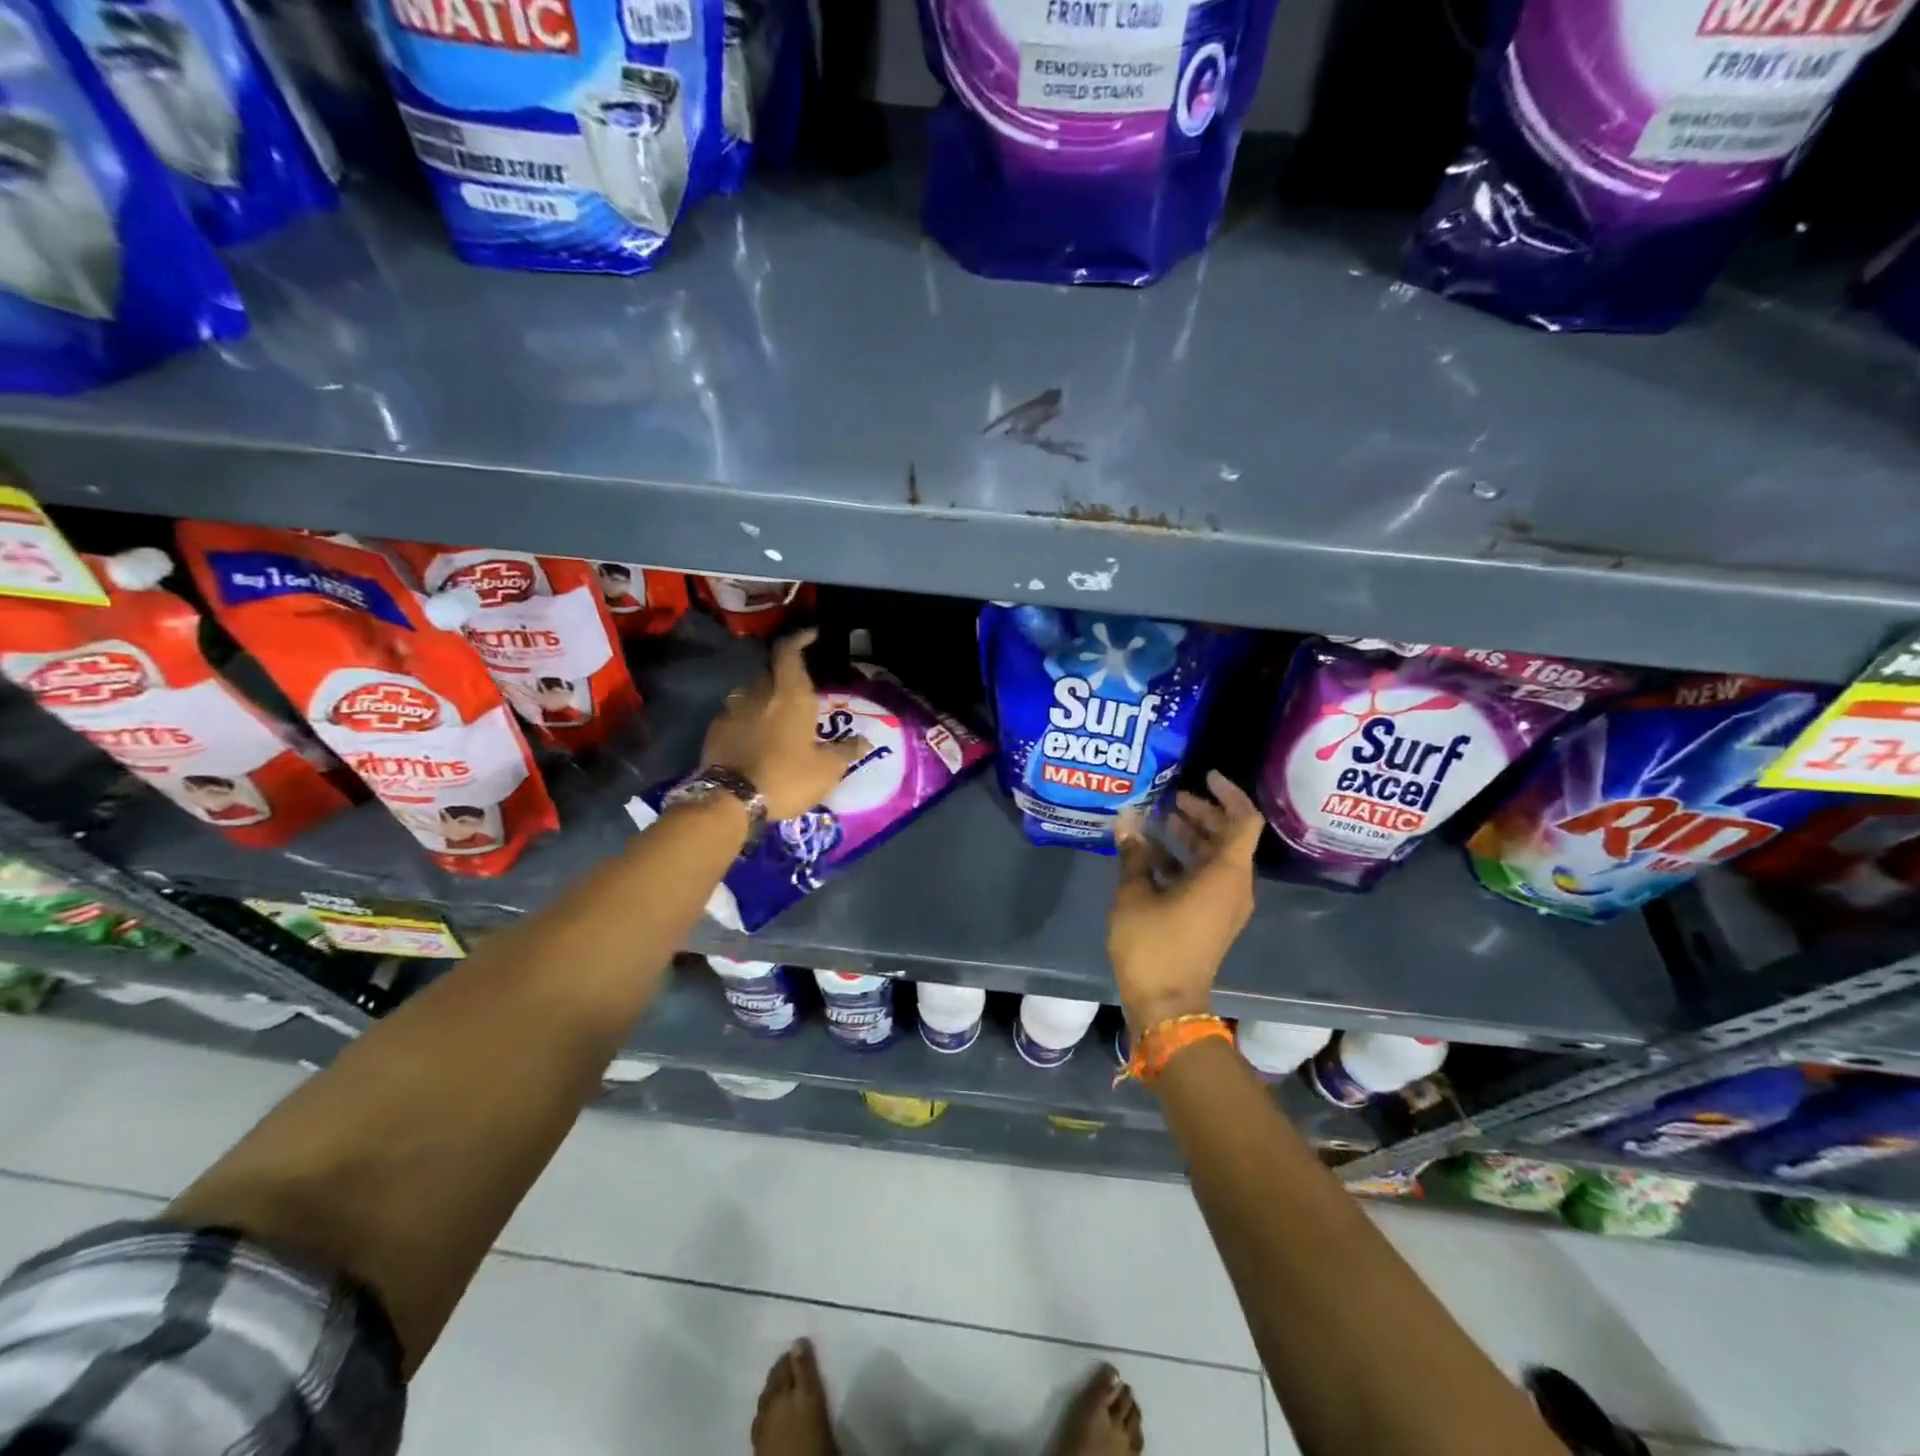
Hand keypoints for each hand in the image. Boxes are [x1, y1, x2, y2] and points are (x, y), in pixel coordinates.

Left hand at [701, 629, 869, 821]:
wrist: (729, 801)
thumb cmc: (786, 778)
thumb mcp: (827, 770)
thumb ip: (845, 751)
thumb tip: (864, 740)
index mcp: (790, 695)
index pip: (789, 652)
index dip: (799, 639)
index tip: (811, 635)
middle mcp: (759, 693)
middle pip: (772, 672)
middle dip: (785, 676)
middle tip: (801, 692)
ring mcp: (733, 709)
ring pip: (753, 692)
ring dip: (766, 698)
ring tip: (778, 717)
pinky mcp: (715, 728)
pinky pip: (736, 713)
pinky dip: (748, 718)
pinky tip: (756, 737)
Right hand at [1107, 771, 1263, 1029]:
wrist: (1167, 1005)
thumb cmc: (1154, 945)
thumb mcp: (1135, 894)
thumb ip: (1134, 854)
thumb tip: (1127, 821)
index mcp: (1225, 874)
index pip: (1244, 820)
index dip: (1229, 794)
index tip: (1205, 776)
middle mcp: (1234, 886)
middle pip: (1228, 836)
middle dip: (1202, 813)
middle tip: (1170, 797)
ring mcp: (1225, 905)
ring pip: (1215, 857)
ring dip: (1190, 835)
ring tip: (1157, 819)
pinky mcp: (1212, 919)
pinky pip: (1205, 877)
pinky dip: (1184, 860)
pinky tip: (1151, 854)